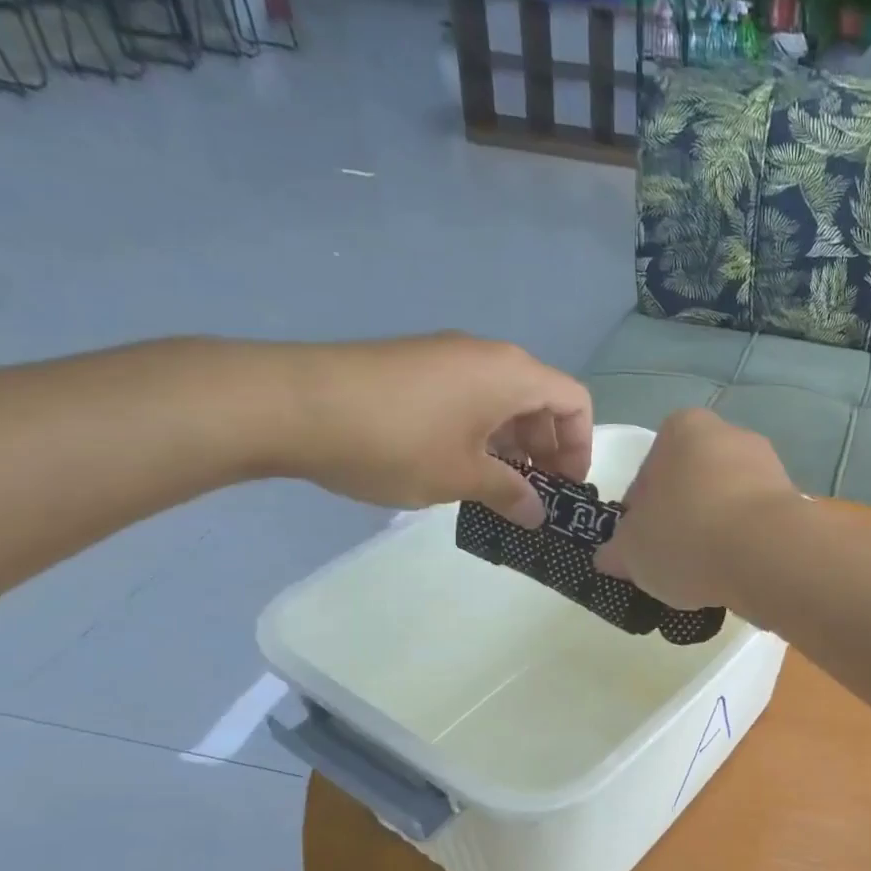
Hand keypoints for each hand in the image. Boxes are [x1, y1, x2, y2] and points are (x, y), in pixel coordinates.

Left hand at [277, 333, 590, 525]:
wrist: (290, 405)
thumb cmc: (396, 442)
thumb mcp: (462, 477)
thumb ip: (510, 494)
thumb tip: (537, 514)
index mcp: (511, 374)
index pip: (575, 401)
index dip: (581, 447)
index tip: (564, 488)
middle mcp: (486, 356)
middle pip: (540, 399)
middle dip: (546, 449)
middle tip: (532, 495)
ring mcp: (445, 356)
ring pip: (502, 400)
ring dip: (511, 444)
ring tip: (494, 487)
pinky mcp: (412, 366)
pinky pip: (467, 396)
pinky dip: (478, 431)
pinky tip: (455, 465)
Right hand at [595, 408, 800, 609]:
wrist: (768, 554)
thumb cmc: (686, 537)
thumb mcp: (631, 551)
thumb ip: (616, 551)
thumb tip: (611, 557)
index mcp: (682, 429)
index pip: (648, 474)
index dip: (639, 516)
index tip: (641, 548)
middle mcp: (729, 435)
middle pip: (691, 486)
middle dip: (681, 521)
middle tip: (672, 563)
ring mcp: (769, 466)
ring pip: (727, 505)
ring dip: (716, 534)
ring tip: (706, 576)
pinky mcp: (796, 501)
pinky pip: (758, 525)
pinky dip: (746, 546)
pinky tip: (737, 574)